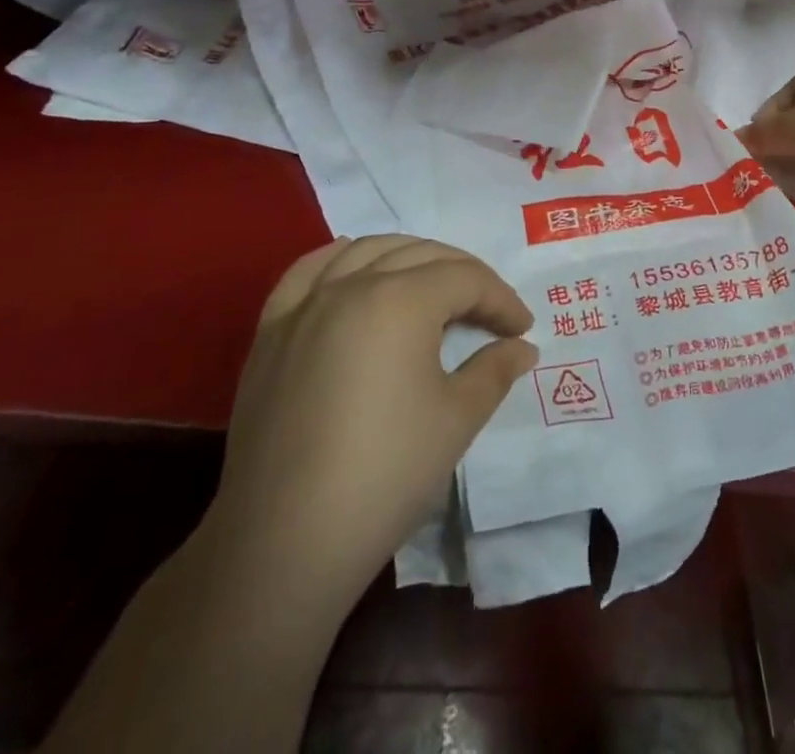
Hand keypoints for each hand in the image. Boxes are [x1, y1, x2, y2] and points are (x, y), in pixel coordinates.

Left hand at [209, 234, 537, 604]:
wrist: (284, 542)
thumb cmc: (385, 474)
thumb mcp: (457, 419)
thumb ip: (495, 370)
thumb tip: (522, 347)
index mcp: (401, 299)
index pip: (466, 279)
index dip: (501, 300)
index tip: (522, 330)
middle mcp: (351, 284)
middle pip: (421, 255)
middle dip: (464, 276)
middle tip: (489, 310)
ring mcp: (305, 304)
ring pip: (366, 251)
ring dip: (409, 258)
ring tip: (432, 286)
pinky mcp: (271, 331)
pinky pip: (307, 271)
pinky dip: (340, 259)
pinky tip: (355, 269)